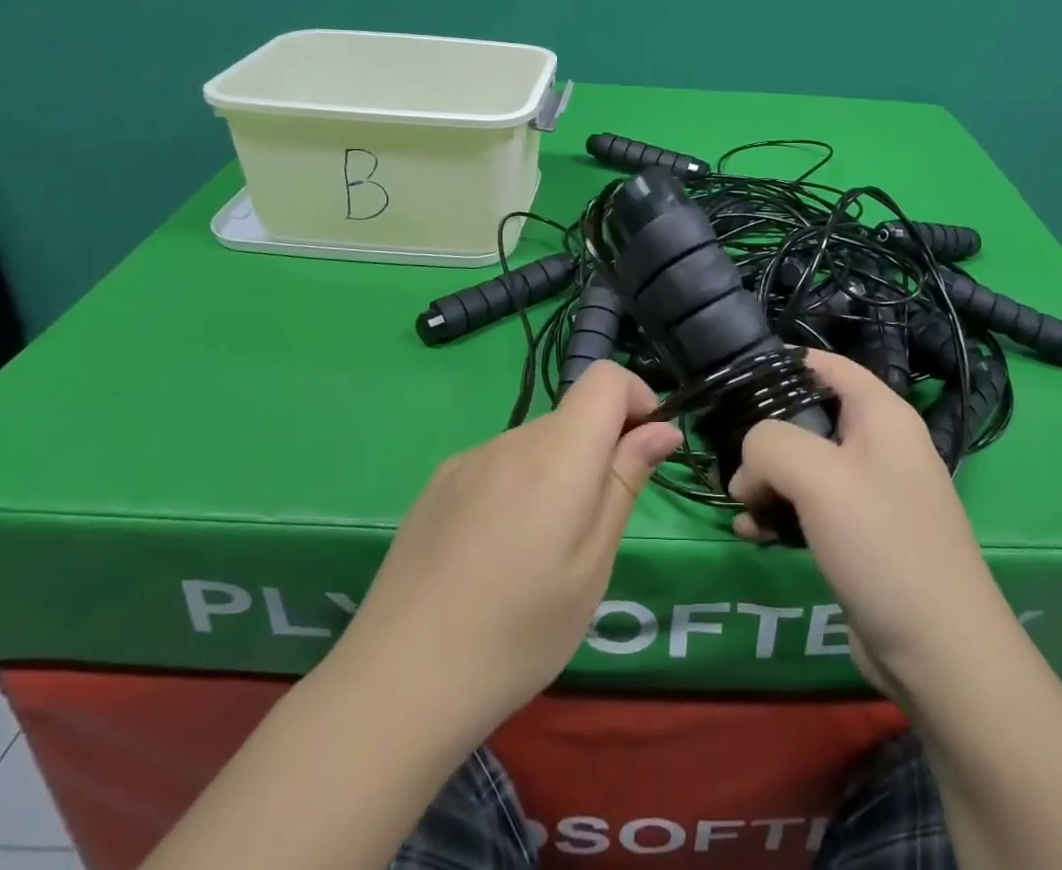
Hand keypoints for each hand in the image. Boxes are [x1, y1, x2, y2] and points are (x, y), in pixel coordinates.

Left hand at [330, 361, 680, 732]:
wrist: (398, 684)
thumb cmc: (519, 631)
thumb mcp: (593, 563)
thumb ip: (626, 481)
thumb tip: (662, 428)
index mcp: (558, 452)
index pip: (607, 377)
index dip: (637, 400)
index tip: (642, 455)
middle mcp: (512, 438)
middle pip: (573, 416)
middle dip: (598, 453)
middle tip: (591, 533)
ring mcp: (468, 459)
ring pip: (535, 445)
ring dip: (556, 476)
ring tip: (538, 557)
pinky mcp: (438, 484)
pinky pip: (497, 466)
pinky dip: (516, 490)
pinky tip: (494, 557)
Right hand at [728, 350, 1016, 698]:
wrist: (939, 654)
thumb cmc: (882, 543)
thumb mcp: (817, 477)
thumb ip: (770, 443)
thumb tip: (748, 463)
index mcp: (882, 414)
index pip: (827, 364)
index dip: (782, 364)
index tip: (735, 381)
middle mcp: (880, 445)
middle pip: (809, 416)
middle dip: (765, 436)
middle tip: (729, 457)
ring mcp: (872, 493)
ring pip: (804, 467)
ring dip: (767, 481)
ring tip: (739, 505)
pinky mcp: (862, 537)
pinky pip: (811, 509)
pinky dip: (780, 514)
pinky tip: (752, 534)